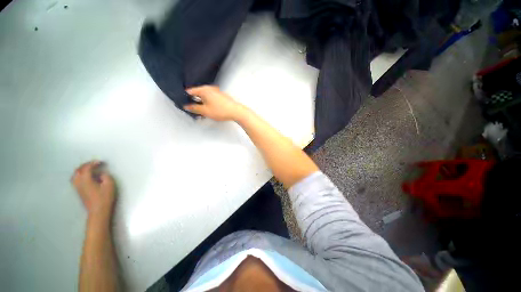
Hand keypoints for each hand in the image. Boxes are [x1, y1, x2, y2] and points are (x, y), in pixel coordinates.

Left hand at [71, 160, 115, 217]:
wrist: (98, 211)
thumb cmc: (105, 197)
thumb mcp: (109, 185)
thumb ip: (105, 176)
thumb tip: (100, 174)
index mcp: (86, 180)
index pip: (87, 168)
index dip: (93, 163)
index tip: (100, 162)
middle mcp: (79, 182)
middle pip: (78, 170)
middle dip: (86, 165)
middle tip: (94, 163)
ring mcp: (77, 187)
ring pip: (75, 175)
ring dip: (81, 170)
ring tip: (88, 168)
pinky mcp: (78, 191)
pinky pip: (75, 179)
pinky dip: (79, 175)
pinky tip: (85, 176)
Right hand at [183, 85, 244, 120]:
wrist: (236, 112)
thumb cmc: (221, 110)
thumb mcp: (205, 111)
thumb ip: (194, 108)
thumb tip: (187, 106)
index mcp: (204, 90)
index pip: (190, 91)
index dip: (185, 98)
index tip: (184, 104)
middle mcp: (210, 89)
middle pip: (198, 94)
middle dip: (195, 102)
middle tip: (193, 110)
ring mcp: (217, 92)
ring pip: (205, 97)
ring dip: (202, 104)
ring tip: (202, 113)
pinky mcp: (221, 97)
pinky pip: (212, 99)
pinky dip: (209, 104)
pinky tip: (210, 111)